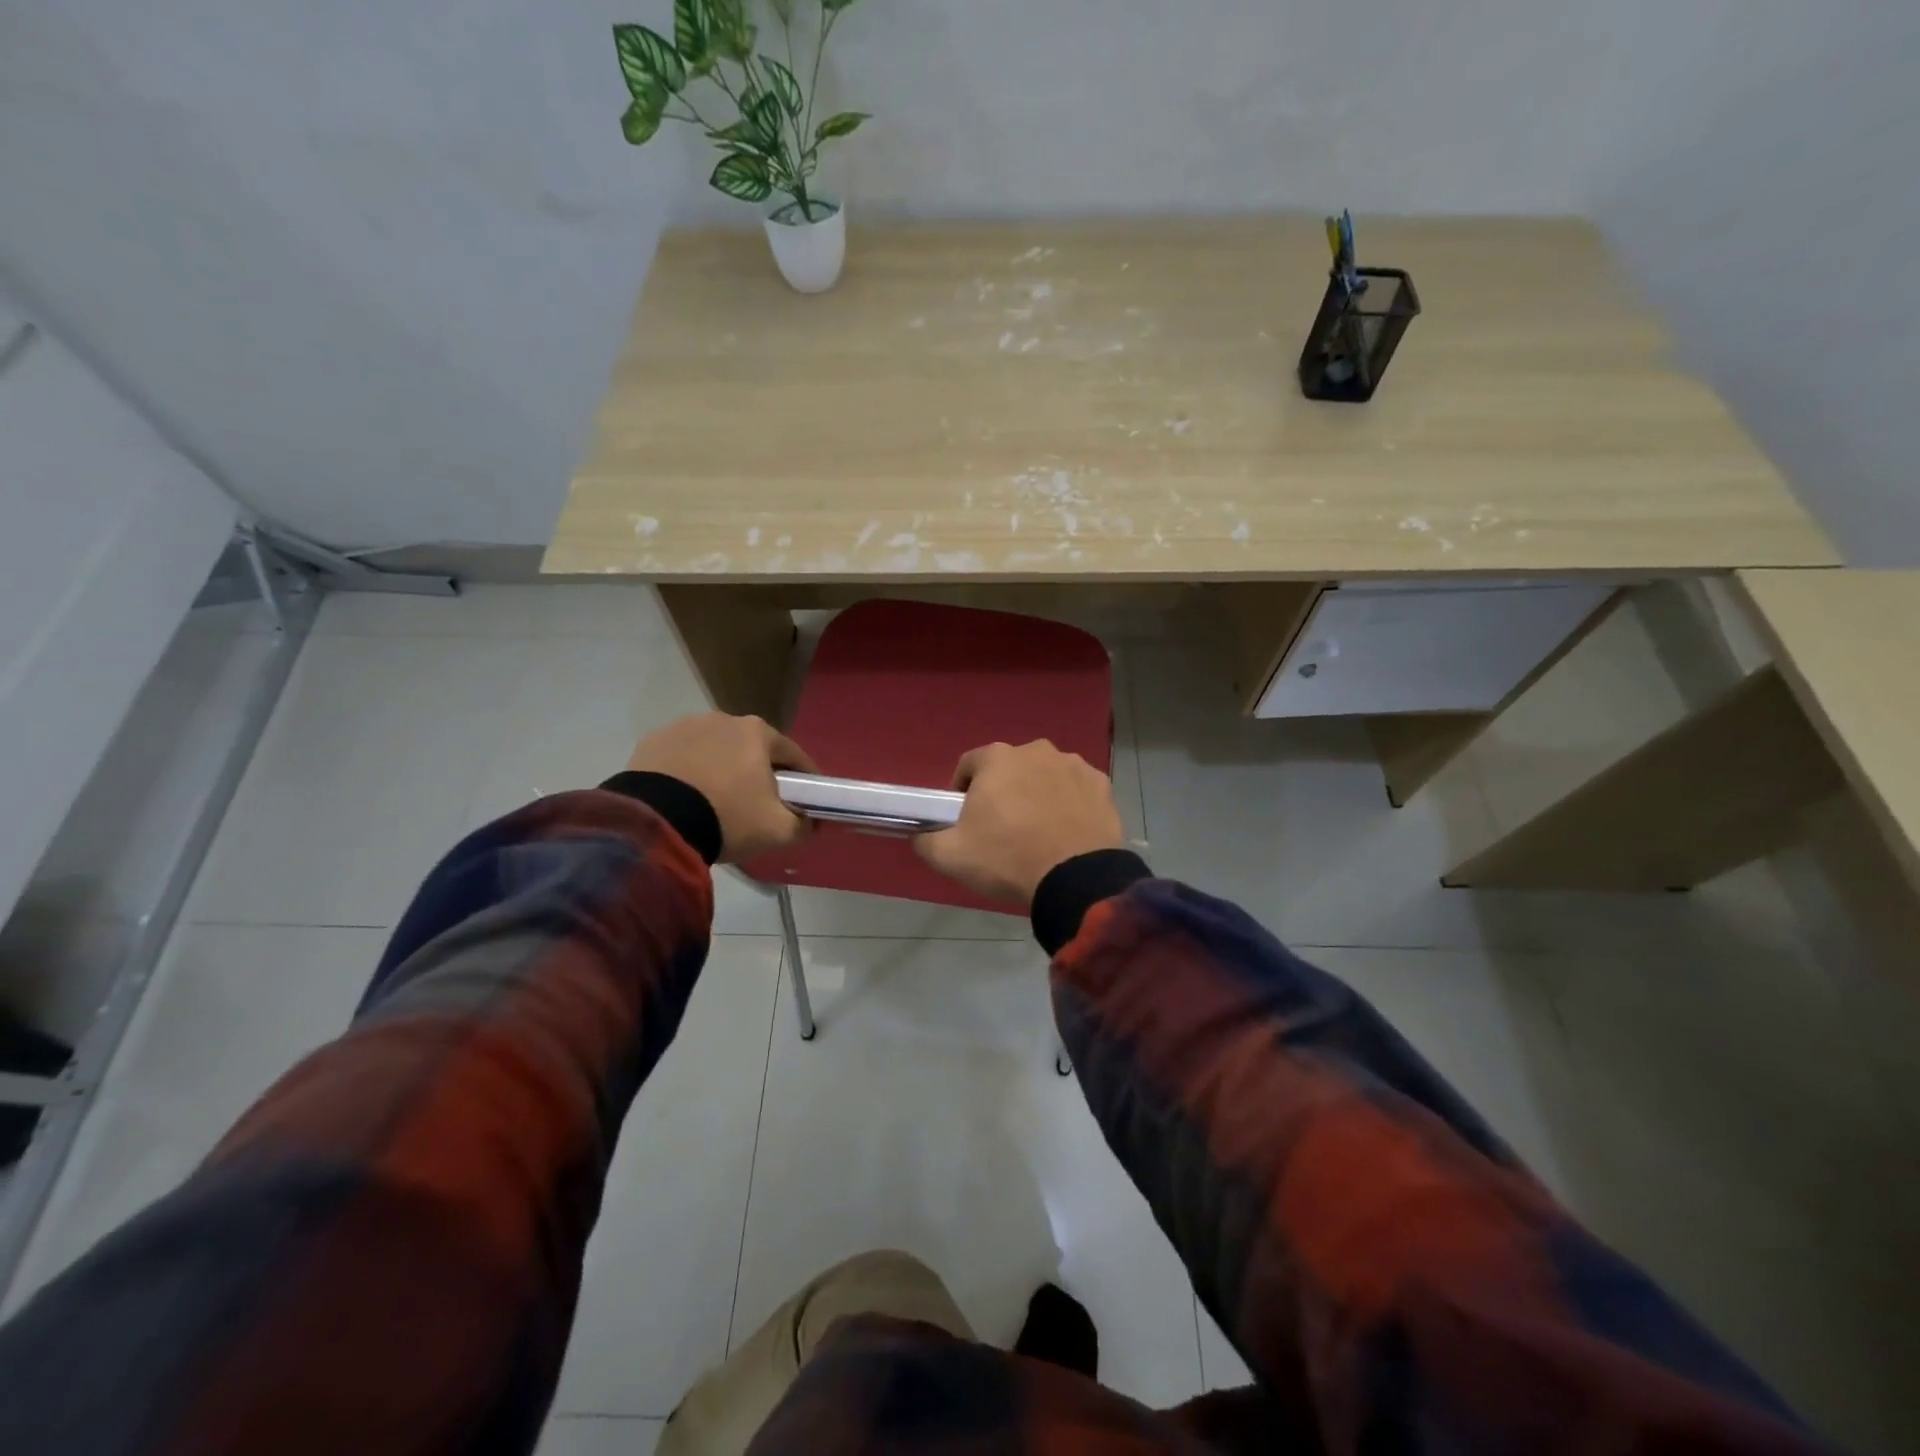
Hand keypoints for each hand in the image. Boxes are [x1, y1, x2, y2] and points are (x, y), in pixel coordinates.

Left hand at [626, 713, 817, 862]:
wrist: (654, 824)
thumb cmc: (727, 818)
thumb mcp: (778, 830)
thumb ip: (804, 824)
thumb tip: (811, 821)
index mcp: (758, 732)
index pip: (793, 755)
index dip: (805, 779)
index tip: (808, 799)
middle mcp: (723, 719)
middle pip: (753, 749)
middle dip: (760, 773)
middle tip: (760, 804)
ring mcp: (683, 727)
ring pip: (715, 751)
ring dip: (722, 770)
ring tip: (717, 803)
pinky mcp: (651, 742)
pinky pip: (681, 758)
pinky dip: (688, 773)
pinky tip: (685, 799)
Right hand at [915, 740, 1124, 905]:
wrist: (1077, 879)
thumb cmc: (1008, 859)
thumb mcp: (949, 856)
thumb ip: (926, 839)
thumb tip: (920, 834)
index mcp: (997, 758)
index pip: (969, 765)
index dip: (962, 791)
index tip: (966, 820)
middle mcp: (1036, 750)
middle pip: (1009, 769)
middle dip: (1004, 791)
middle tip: (1003, 829)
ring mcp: (1073, 765)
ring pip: (1044, 776)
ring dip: (1037, 794)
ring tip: (1038, 832)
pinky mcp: (1101, 785)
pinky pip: (1075, 790)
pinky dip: (1069, 804)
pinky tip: (1067, 831)